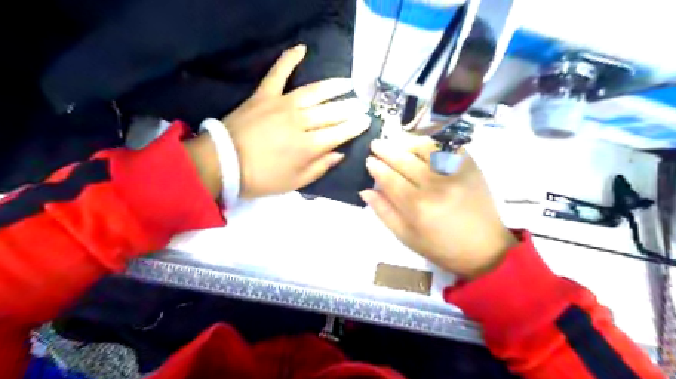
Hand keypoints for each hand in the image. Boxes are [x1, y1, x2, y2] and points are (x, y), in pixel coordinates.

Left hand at [222, 42, 368, 197]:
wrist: (222, 163)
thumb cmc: (262, 177)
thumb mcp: (295, 182)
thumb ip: (320, 167)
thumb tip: (339, 153)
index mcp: (308, 146)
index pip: (339, 133)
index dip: (355, 126)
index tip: (366, 120)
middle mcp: (300, 121)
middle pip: (331, 112)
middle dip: (350, 108)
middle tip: (362, 104)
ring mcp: (282, 104)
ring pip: (314, 92)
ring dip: (334, 86)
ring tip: (349, 83)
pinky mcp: (264, 95)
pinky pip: (278, 73)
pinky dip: (289, 59)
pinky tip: (301, 49)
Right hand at [362, 138, 515, 278]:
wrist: (484, 248)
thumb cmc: (441, 247)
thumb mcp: (406, 236)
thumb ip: (384, 212)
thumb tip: (364, 190)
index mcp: (417, 206)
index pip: (389, 178)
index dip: (376, 167)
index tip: (369, 160)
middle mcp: (435, 185)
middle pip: (404, 159)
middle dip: (386, 149)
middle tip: (376, 144)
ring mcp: (455, 172)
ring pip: (425, 147)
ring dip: (407, 142)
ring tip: (397, 143)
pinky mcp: (470, 166)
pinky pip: (447, 146)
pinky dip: (431, 143)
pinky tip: (422, 146)